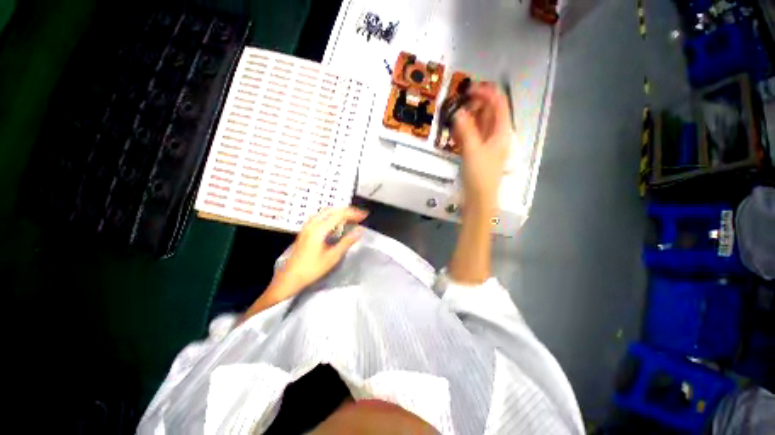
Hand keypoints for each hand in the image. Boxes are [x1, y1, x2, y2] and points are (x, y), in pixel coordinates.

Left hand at [272, 207, 367, 296]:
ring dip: (339, 212)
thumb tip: (360, 230)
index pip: (339, 215)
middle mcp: (312, 224)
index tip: (364, 215)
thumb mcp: (333, 256)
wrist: (290, 277)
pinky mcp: (306, 230)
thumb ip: (347, 241)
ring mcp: (307, 226)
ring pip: (326, 212)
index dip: (353, 213)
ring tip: (351, 218)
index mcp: (319, 229)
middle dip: (347, 210)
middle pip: (332, 210)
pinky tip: (338, 223)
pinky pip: (321, 217)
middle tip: (359, 215)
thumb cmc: (312, 269)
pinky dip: (332, 216)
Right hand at [451, 82, 511, 210]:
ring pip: (479, 123)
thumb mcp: (472, 150)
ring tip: (455, 117)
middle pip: (489, 111)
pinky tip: (455, 132)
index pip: (498, 103)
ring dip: (468, 117)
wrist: (479, 197)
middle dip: (474, 104)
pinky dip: (465, 130)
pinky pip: (472, 134)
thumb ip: (466, 130)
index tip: (468, 89)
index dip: (486, 91)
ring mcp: (487, 143)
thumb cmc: (480, 175)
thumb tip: (458, 111)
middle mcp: (496, 134)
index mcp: (501, 131)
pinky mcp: (478, 151)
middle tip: (458, 105)